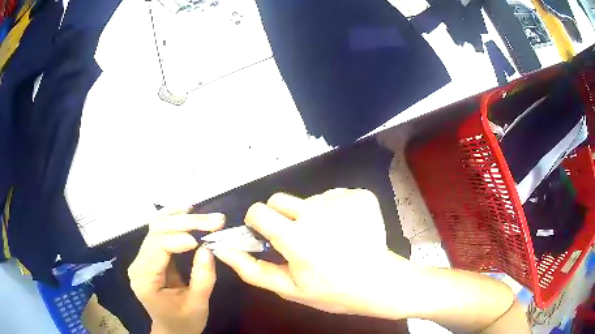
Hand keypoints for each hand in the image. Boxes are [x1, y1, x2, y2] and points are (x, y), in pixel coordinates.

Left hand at [128, 211, 224, 333]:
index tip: (205, 238)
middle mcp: (139, 263)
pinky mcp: (151, 254)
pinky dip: (174, 219)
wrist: (172, 329)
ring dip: (181, 217)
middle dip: (186, 223)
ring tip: (203, 214)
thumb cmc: (184, 321)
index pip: (158, 247)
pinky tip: (187, 212)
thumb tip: (208, 248)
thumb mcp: (197, 305)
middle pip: (157, 231)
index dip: (180, 238)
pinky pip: (160, 230)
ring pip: (157, 226)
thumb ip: (202, 278)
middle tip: (215, 221)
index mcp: (144, 278)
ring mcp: (143, 257)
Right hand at [213, 189, 411, 315]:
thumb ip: (252, 269)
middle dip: (281, 216)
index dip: (257, 223)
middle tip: (298, 238)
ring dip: (311, 215)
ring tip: (329, 238)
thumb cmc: (333, 290)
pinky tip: (346, 229)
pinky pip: (333, 196)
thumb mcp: (290, 288)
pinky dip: (334, 210)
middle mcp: (318, 211)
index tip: (267, 235)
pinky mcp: (360, 195)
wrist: (379, 282)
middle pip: (280, 199)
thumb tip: (223, 249)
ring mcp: (342, 200)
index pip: (259, 210)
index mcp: (297, 237)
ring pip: (308, 199)